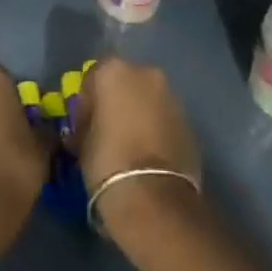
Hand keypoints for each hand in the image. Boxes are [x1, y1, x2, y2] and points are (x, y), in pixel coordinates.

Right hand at [73, 59, 202, 239]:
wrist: (154, 199)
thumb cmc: (107, 162)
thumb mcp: (81, 142)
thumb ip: (85, 125)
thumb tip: (87, 128)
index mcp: (114, 71)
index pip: (93, 77)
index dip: (87, 101)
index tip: (83, 125)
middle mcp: (146, 74)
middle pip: (125, 83)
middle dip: (116, 102)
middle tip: (107, 132)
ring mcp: (172, 97)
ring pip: (148, 100)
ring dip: (139, 115)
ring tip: (129, 146)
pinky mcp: (189, 123)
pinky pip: (165, 120)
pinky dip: (156, 130)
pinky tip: (148, 156)